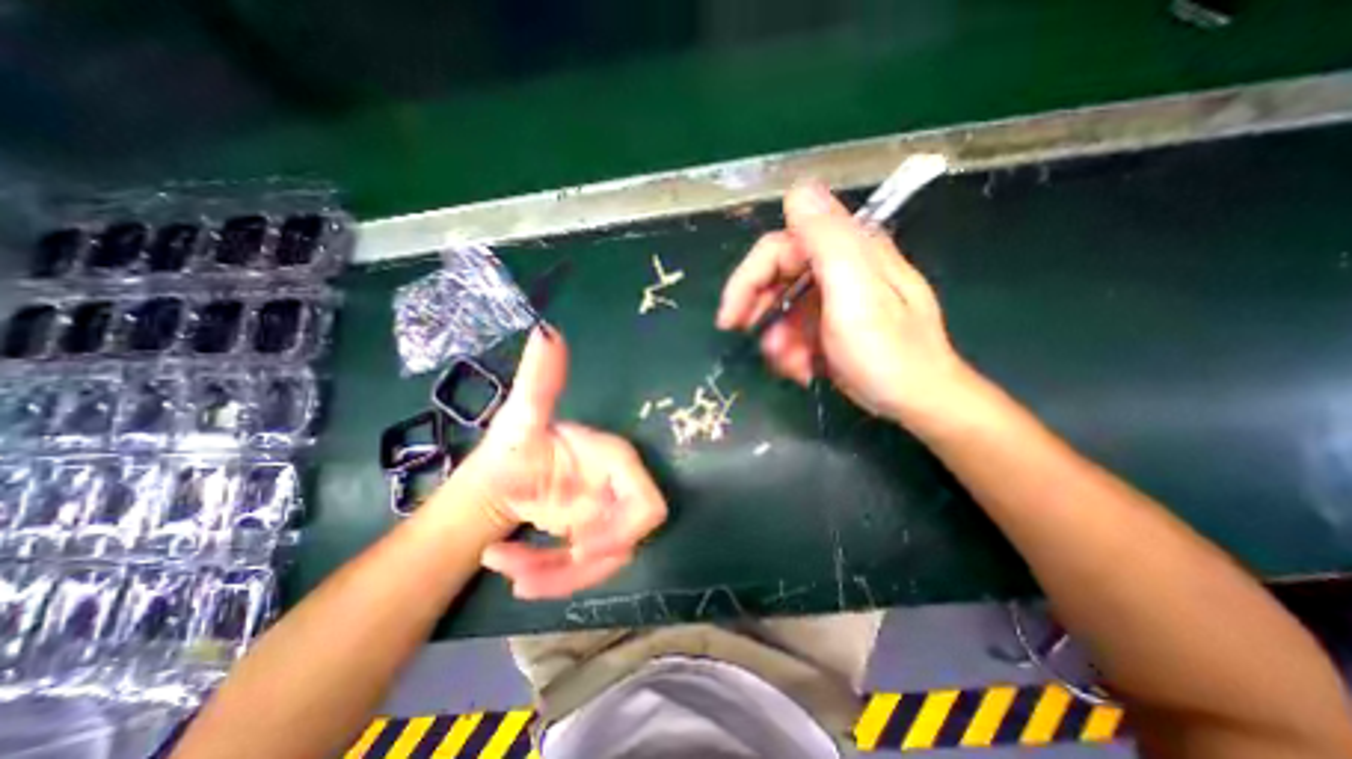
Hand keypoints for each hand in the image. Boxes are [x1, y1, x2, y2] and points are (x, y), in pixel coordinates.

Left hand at [448, 325, 669, 598]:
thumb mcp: (522, 415)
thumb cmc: (512, 446)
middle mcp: (615, 490)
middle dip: (586, 562)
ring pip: (603, 562)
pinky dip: (551, 577)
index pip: (646, 502)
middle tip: (537, 571)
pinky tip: (514, 572)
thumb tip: (546, 331)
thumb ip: (540, 378)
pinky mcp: (590, 538)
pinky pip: (583, 570)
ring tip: (511, 568)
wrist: (494, 479)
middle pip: (628, 539)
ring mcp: (604, 517)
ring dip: (558, 574)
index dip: (622, 528)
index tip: (579, 547)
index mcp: (612, 461)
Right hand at [718, 177, 982, 427]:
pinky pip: (798, 328)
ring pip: (783, 307)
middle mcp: (840, 266)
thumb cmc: (889, 355)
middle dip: (759, 312)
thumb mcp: (857, 296)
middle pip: (777, 275)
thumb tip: (798, 189)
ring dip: (778, 339)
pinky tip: (805, 369)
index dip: (747, 279)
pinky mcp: (834, 322)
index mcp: (847, 250)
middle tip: (748, 342)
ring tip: (792, 367)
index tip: (730, 319)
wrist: (920, 402)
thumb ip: (828, 241)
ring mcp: (837, 296)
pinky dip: (792, 350)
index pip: (778, 247)